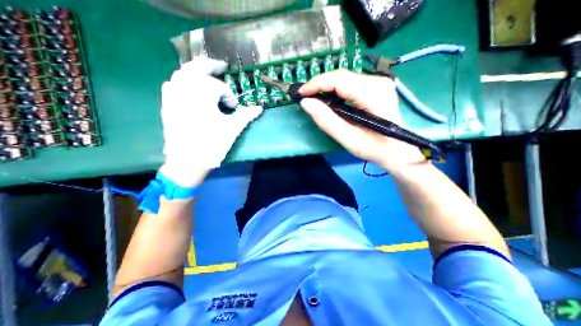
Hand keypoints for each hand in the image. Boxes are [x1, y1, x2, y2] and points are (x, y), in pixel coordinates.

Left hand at [159, 57, 262, 186]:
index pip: (219, 87)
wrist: (187, 161)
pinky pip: (172, 84)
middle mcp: (185, 89)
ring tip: (206, 73)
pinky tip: (188, 85)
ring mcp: (173, 96)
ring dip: (195, 70)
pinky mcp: (167, 105)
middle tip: (222, 66)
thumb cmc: (212, 144)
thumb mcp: (232, 129)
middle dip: (211, 66)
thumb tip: (260, 107)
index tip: (234, 107)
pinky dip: (181, 80)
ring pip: (182, 73)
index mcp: (202, 94)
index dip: (229, 96)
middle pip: (197, 68)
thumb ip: (246, 115)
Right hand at [297, 69, 424, 172]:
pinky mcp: (375, 86)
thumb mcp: (348, 139)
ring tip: (313, 98)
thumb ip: (326, 121)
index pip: (339, 80)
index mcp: (373, 94)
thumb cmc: (374, 148)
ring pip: (344, 78)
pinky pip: (349, 83)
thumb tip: (306, 103)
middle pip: (341, 76)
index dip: (317, 83)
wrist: (397, 149)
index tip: (301, 93)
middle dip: (319, 85)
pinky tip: (327, 99)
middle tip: (305, 97)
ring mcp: (378, 82)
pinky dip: (334, 90)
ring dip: (326, 87)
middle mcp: (377, 82)